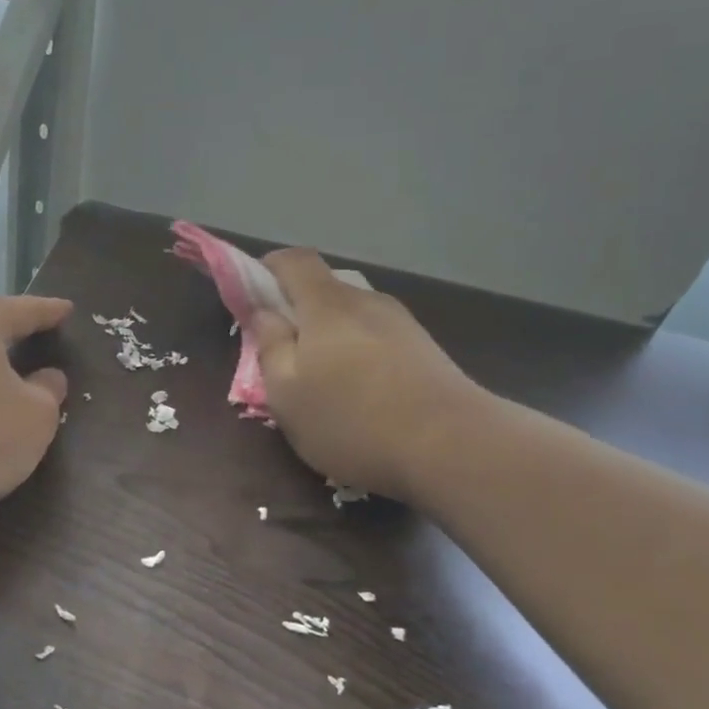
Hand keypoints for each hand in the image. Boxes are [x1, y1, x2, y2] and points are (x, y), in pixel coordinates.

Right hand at [252, 250, 483, 499]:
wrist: (455, 447)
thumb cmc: (353, 420)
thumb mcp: (287, 394)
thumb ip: (270, 346)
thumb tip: (264, 313)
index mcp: (327, 305)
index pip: (294, 260)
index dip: (268, 269)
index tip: (253, 298)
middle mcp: (366, 302)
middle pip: (324, 288)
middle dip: (297, 312)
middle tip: (284, 354)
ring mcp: (402, 324)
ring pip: (352, 316)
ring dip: (330, 336)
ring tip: (325, 382)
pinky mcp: (425, 350)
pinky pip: (377, 338)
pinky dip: (359, 353)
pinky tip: (363, 394)